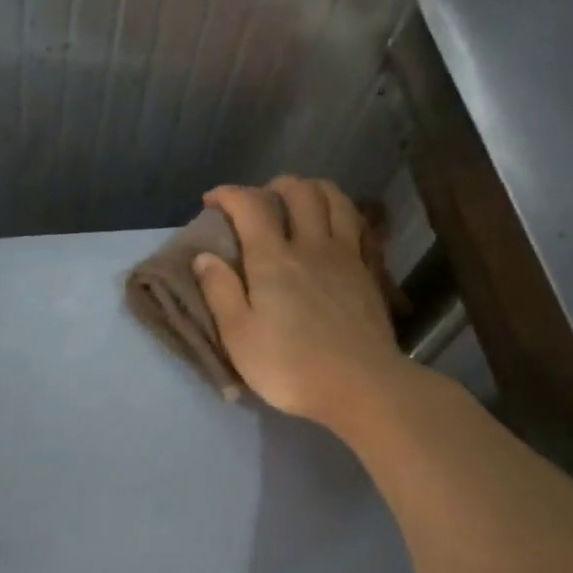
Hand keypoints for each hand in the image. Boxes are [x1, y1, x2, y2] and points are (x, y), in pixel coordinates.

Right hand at [192, 178, 405, 429]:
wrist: (361, 386)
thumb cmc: (291, 367)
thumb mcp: (239, 337)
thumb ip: (220, 292)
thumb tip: (204, 256)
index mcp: (274, 260)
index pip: (250, 206)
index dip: (229, 195)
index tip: (212, 200)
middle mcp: (312, 246)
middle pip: (299, 192)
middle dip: (273, 186)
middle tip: (258, 202)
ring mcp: (346, 256)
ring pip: (335, 200)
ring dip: (312, 190)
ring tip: (298, 202)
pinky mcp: (368, 272)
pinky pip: (358, 225)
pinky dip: (342, 213)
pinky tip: (335, 226)